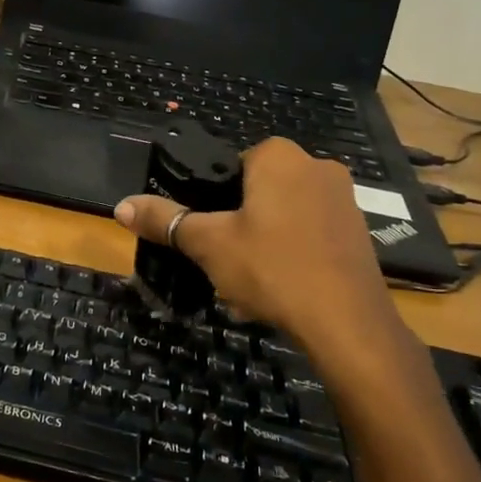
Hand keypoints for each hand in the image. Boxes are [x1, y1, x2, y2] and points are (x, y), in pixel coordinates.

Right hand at [113, 139, 413, 376]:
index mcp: (279, 157)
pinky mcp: (359, 232)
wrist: (348, 324)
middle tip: (224, 257)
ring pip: (285, 213)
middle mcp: (317, 166)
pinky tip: (281, 288)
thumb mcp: (208, 244)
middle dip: (239, 220)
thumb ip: (165, 220)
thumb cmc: (272, 269)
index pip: (232, 163)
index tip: (208, 230)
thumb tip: (121, 206)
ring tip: (249, 280)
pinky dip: (292, 253)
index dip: (214, 197)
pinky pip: (311, 233)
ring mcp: (344, 200)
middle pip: (259, 189)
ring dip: (264, 239)